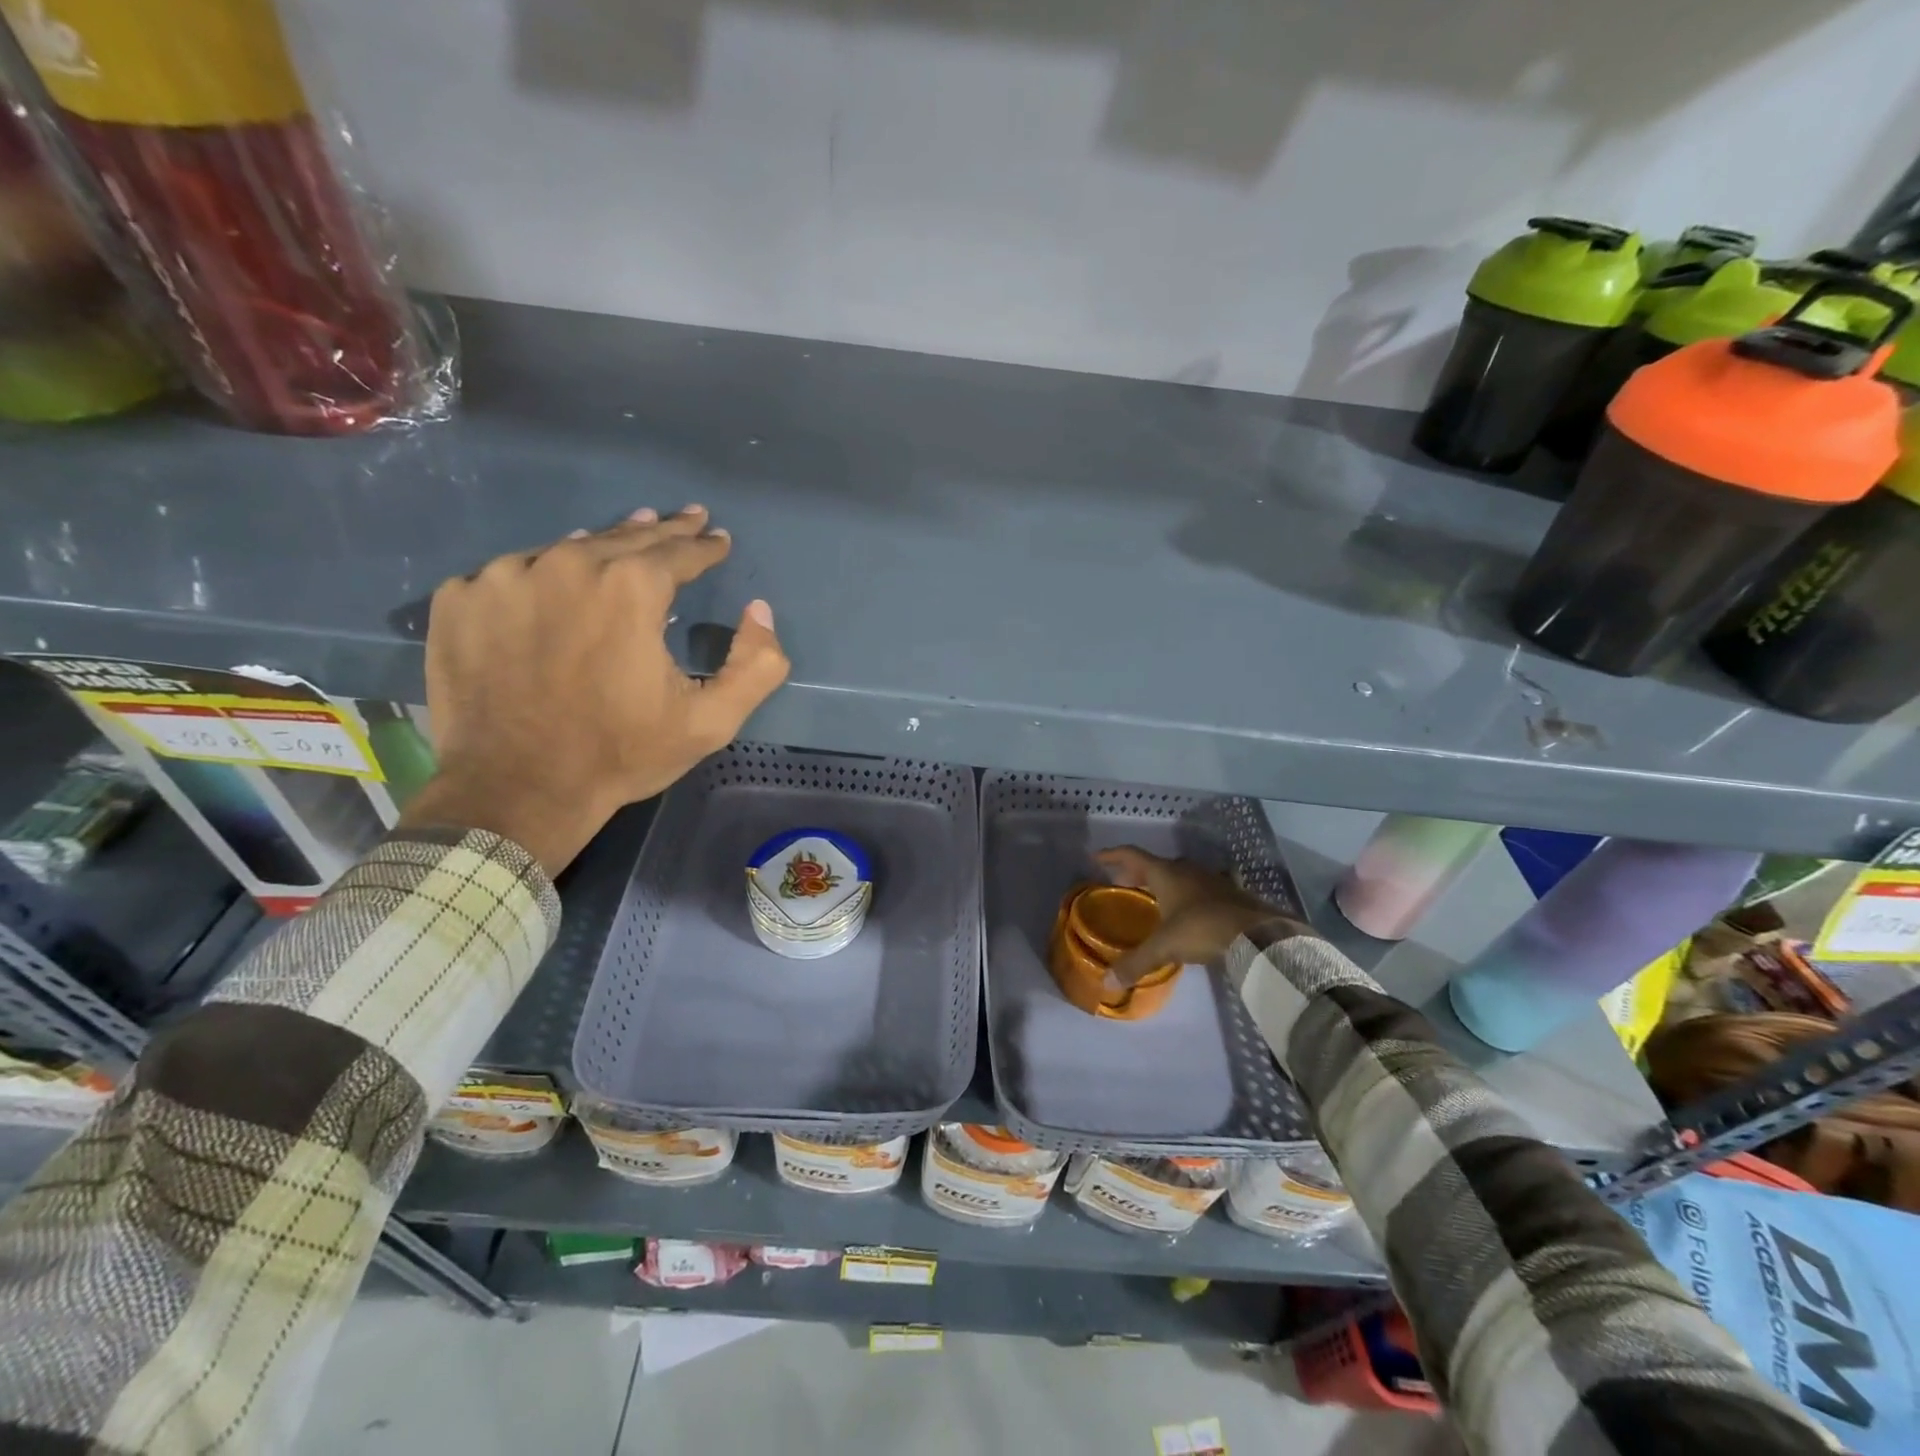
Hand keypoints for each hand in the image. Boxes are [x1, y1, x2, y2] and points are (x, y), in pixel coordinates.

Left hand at [401, 505, 789, 875]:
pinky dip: (536, 578)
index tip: (718, 537)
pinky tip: (549, 590)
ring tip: (622, 538)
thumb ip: (756, 664)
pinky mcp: (459, 599)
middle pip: (624, 537)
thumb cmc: (621, 753)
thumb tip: (759, 610)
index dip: (705, 545)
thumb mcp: (711, 721)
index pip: (679, 551)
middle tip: (684, 517)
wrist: (517, 790)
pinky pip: (509, 575)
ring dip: (600, 546)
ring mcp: (503, 577)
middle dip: (661, 529)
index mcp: (630, 588)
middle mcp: (566, 565)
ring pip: (564, 551)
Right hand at [1095, 846, 1307, 985]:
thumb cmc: (1202, 929)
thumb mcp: (1164, 947)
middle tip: (1121, 882)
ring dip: (1164, 882)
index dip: (1112, 855)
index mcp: (1166, 874)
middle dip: (1136, 873)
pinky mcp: (1231, 893)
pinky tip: (1191, 909)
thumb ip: (1135, 963)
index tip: (1096, 858)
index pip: (1132, 855)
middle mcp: (1187, 870)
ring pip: (1180, 875)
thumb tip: (1107, 983)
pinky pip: (1201, 887)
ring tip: (1154, 897)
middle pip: (1155, 865)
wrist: (1257, 933)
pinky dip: (1189, 894)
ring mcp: (1212, 879)